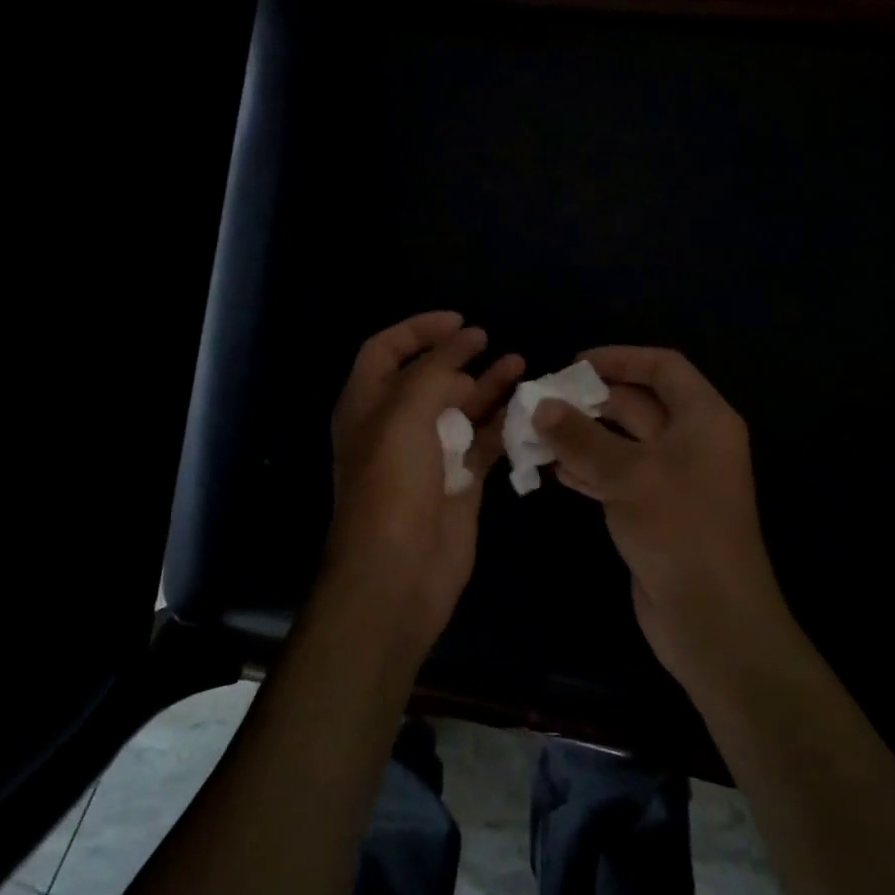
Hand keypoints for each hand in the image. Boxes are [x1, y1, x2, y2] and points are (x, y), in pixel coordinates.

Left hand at [323, 312, 523, 663]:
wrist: (399, 573)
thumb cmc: (392, 485)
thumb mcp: (404, 414)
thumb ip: (435, 370)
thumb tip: (465, 341)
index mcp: (367, 405)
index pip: (385, 350)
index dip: (418, 330)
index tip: (459, 321)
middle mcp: (396, 425)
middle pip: (428, 378)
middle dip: (458, 358)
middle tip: (491, 346)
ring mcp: (430, 454)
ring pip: (461, 408)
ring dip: (487, 385)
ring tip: (520, 364)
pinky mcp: (460, 481)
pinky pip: (483, 441)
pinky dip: (502, 423)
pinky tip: (526, 408)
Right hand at [533, 346, 798, 707]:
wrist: (711, 617)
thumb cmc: (678, 527)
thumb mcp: (627, 474)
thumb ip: (580, 437)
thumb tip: (540, 406)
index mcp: (703, 418)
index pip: (663, 368)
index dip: (619, 358)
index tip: (573, 364)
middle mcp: (692, 441)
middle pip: (639, 404)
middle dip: (591, 401)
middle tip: (542, 401)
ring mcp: (675, 479)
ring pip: (624, 442)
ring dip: (583, 437)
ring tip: (536, 434)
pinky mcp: (657, 511)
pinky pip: (619, 476)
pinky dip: (589, 470)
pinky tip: (554, 471)